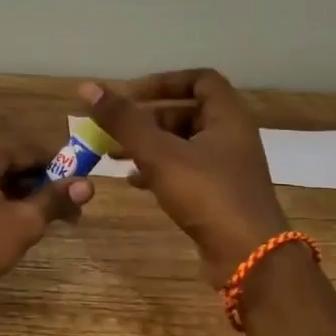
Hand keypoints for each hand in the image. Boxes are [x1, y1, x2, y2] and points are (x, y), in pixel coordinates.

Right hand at [80, 70, 285, 283]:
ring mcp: (227, 169)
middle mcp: (231, 137)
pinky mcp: (219, 196)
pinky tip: (133, 182)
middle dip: (147, 119)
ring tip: (114, 155)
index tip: (131, 95)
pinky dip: (158, 170)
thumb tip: (88, 88)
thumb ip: (124, 121)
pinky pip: (185, 171)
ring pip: (183, 144)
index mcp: (228, 117)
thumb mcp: (159, 154)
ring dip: (149, 145)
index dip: (164, 82)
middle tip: (114, 129)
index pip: (200, 80)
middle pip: (187, 113)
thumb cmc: (207, 195)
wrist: (248, 256)